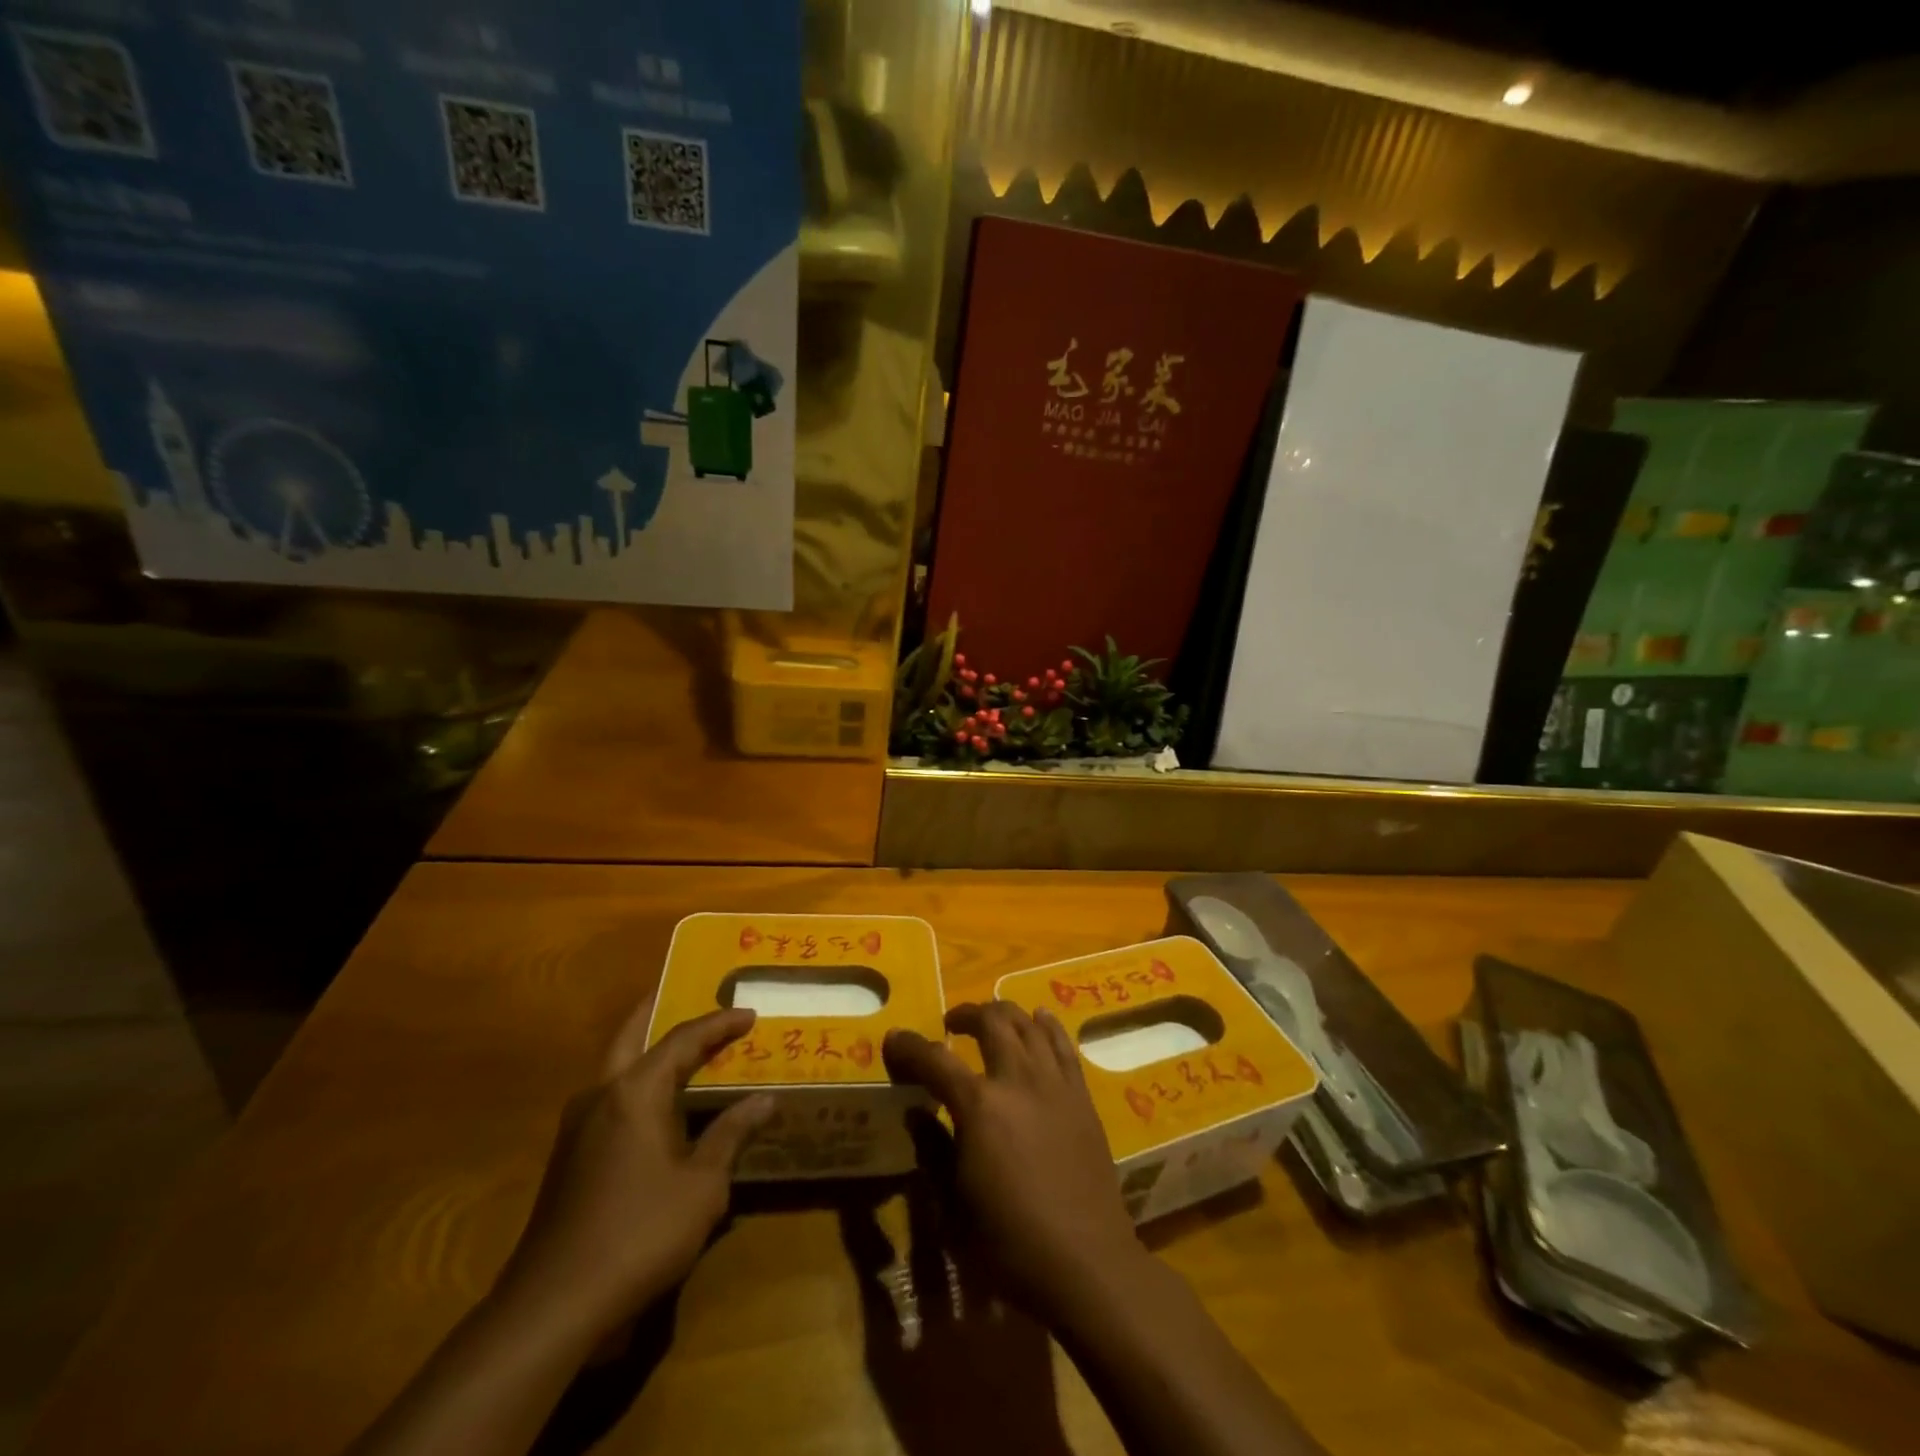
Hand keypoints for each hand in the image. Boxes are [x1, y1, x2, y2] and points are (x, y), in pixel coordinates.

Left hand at [495, 998, 773, 1341]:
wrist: (553, 1306)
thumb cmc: (639, 1233)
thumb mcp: (702, 1185)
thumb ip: (731, 1135)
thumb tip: (764, 1100)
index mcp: (634, 1092)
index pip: (683, 1039)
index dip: (719, 1024)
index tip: (749, 1014)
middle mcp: (600, 1095)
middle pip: (631, 1035)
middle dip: (658, 1011)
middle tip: (687, 994)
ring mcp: (576, 1127)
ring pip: (614, 1068)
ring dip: (645, 1050)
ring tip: (679, 1048)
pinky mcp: (567, 1159)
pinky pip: (608, 1100)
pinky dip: (635, 1085)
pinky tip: (655, 1106)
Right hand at [883, 1002, 1145, 1318]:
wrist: (1086, 1262)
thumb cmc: (1010, 1243)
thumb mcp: (954, 1206)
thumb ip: (934, 1150)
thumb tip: (917, 1113)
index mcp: (979, 1106)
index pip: (935, 1060)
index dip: (909, 1047)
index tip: (894, 1039)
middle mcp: (1017, 1079)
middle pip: (990, 1022)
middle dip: (965, 1015)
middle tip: (951, 1025)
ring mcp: (1054, 1083)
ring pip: (1028, 1023)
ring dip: (1004, 1014)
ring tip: (991, 1021)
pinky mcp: (1081, 1095)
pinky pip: (1063, 1044)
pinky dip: (1046, 1025)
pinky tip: (1039, 1019)